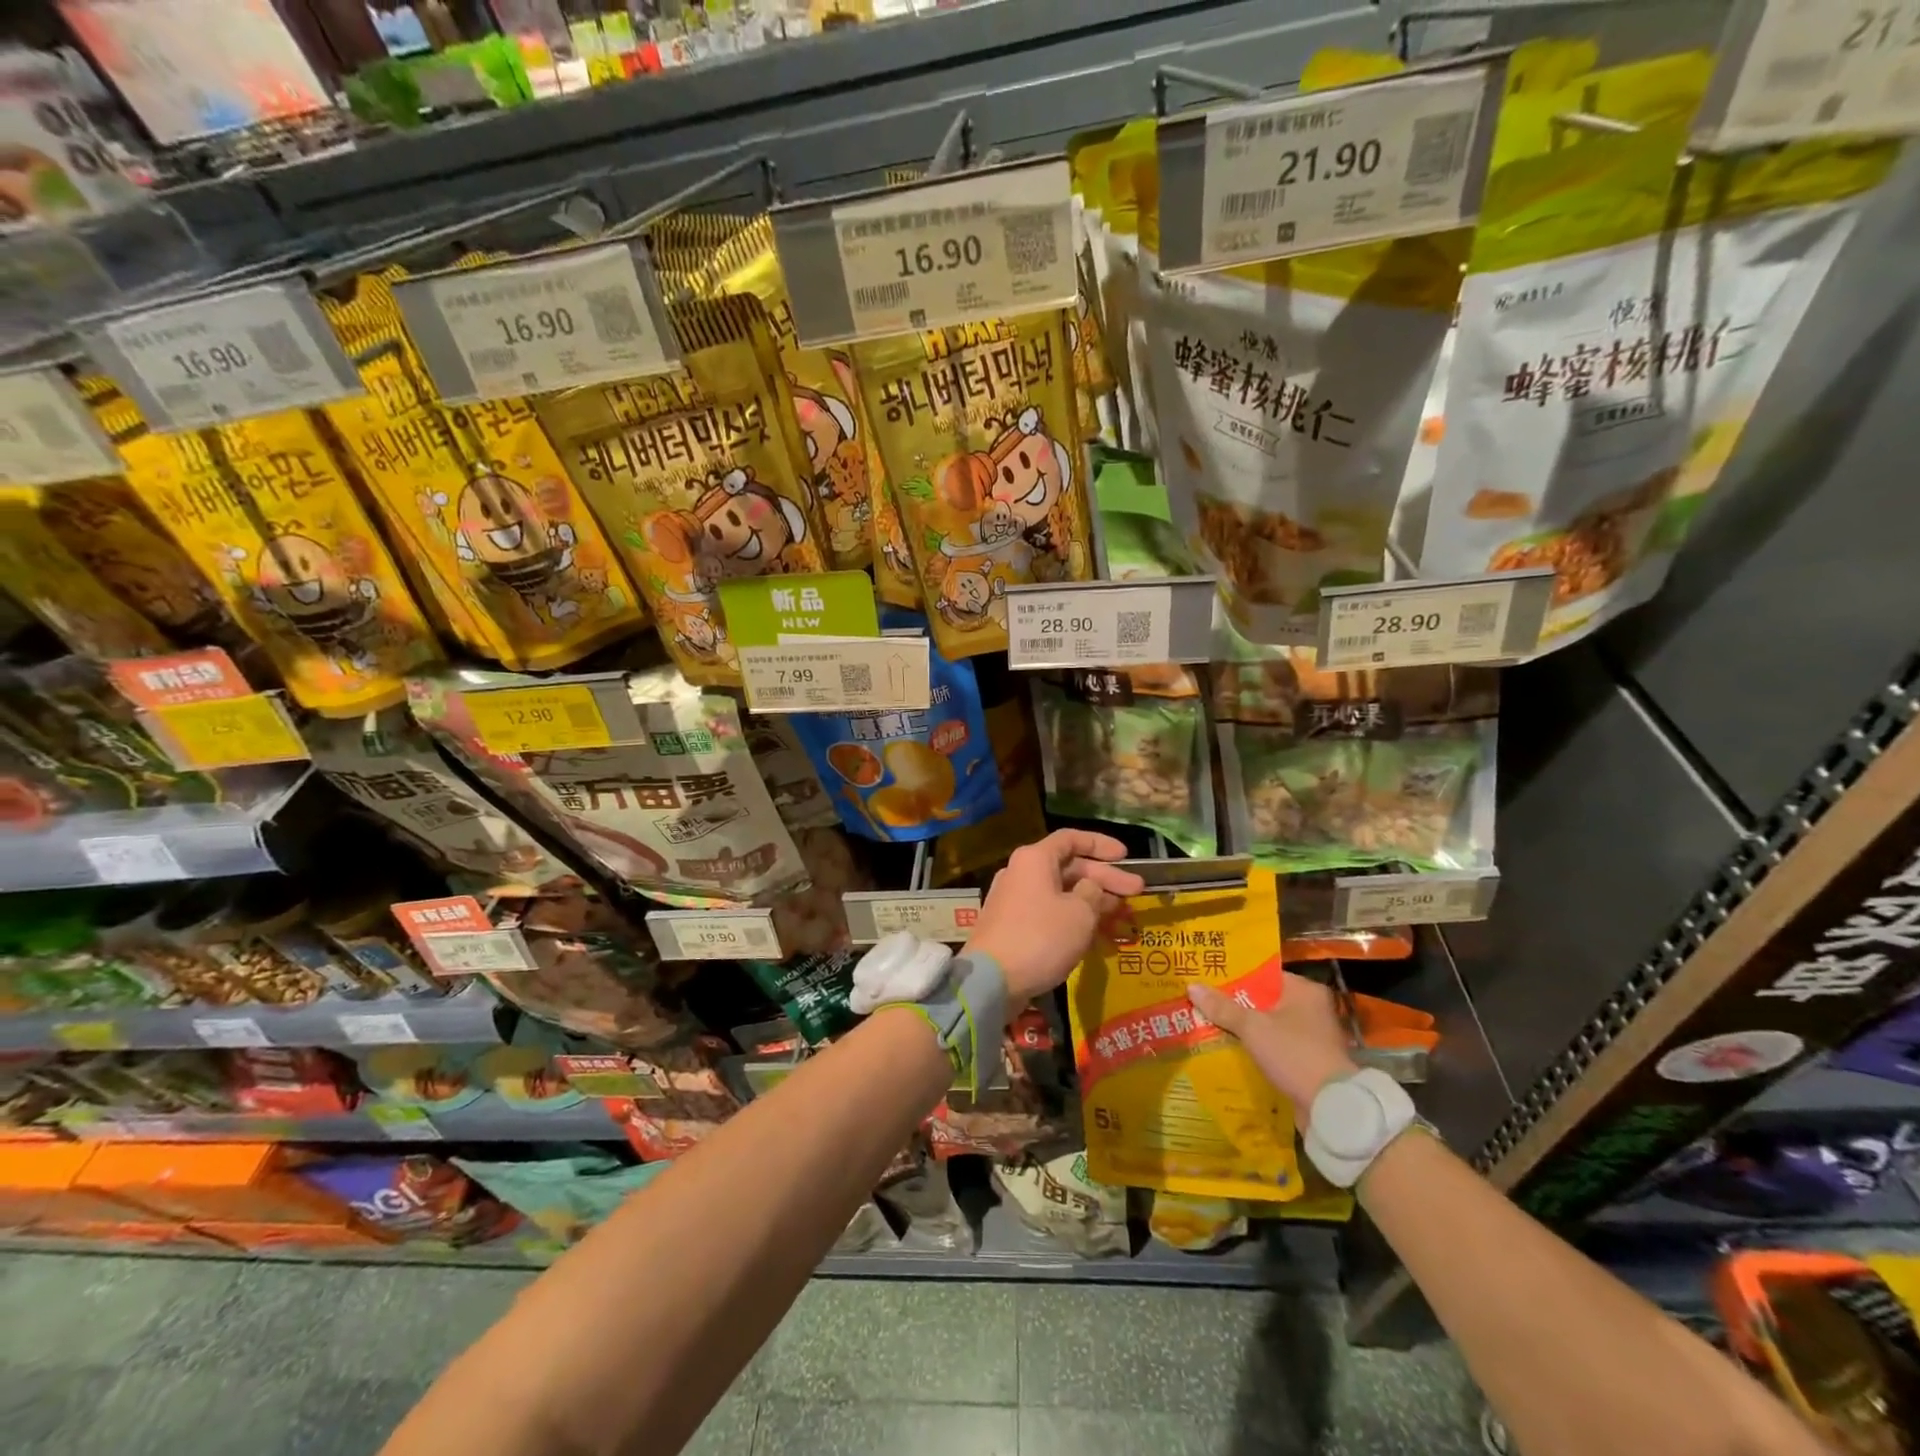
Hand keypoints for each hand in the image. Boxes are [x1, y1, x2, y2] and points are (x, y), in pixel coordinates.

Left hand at [967, 830, 1143, 1002]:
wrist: (991, 979)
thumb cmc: (1040, 937)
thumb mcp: (1079, 913)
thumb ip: (1093, 893)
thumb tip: (1090, 888)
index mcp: (1035, 859)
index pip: (1071, 839)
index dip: (1100, 844)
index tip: (1125, 856)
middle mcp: (1022, 872)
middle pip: (1069, 867)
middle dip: (1105, 879)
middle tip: (1137, 892)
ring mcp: (1015, 900)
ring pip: (1061, 893)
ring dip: (1093, 902)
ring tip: (1124, 916)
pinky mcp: (1013, 925)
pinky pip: (1050, 913)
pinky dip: (1073, 919)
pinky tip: (1098, 936)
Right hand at [1188, 972, 1358, 1116]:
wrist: (1330, 1106)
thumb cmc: (1293, 1054)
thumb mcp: (1252, 1027)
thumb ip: (1223, 1007)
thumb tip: (1192, 986)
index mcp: (1305, 991)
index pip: (1265, 975)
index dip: (1236, 977)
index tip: (1210, 979)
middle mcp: (1313, 1009)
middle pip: (1265, 1001)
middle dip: (1237, 1005)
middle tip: (1204, 1002)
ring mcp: (1314, 1037)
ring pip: (1269, 1026)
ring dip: (1245, 1029)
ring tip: (1210, 1024)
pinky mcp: (1310, 1061)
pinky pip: (1276, 1047)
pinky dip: (1258, 1048)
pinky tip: (1231, 1050)